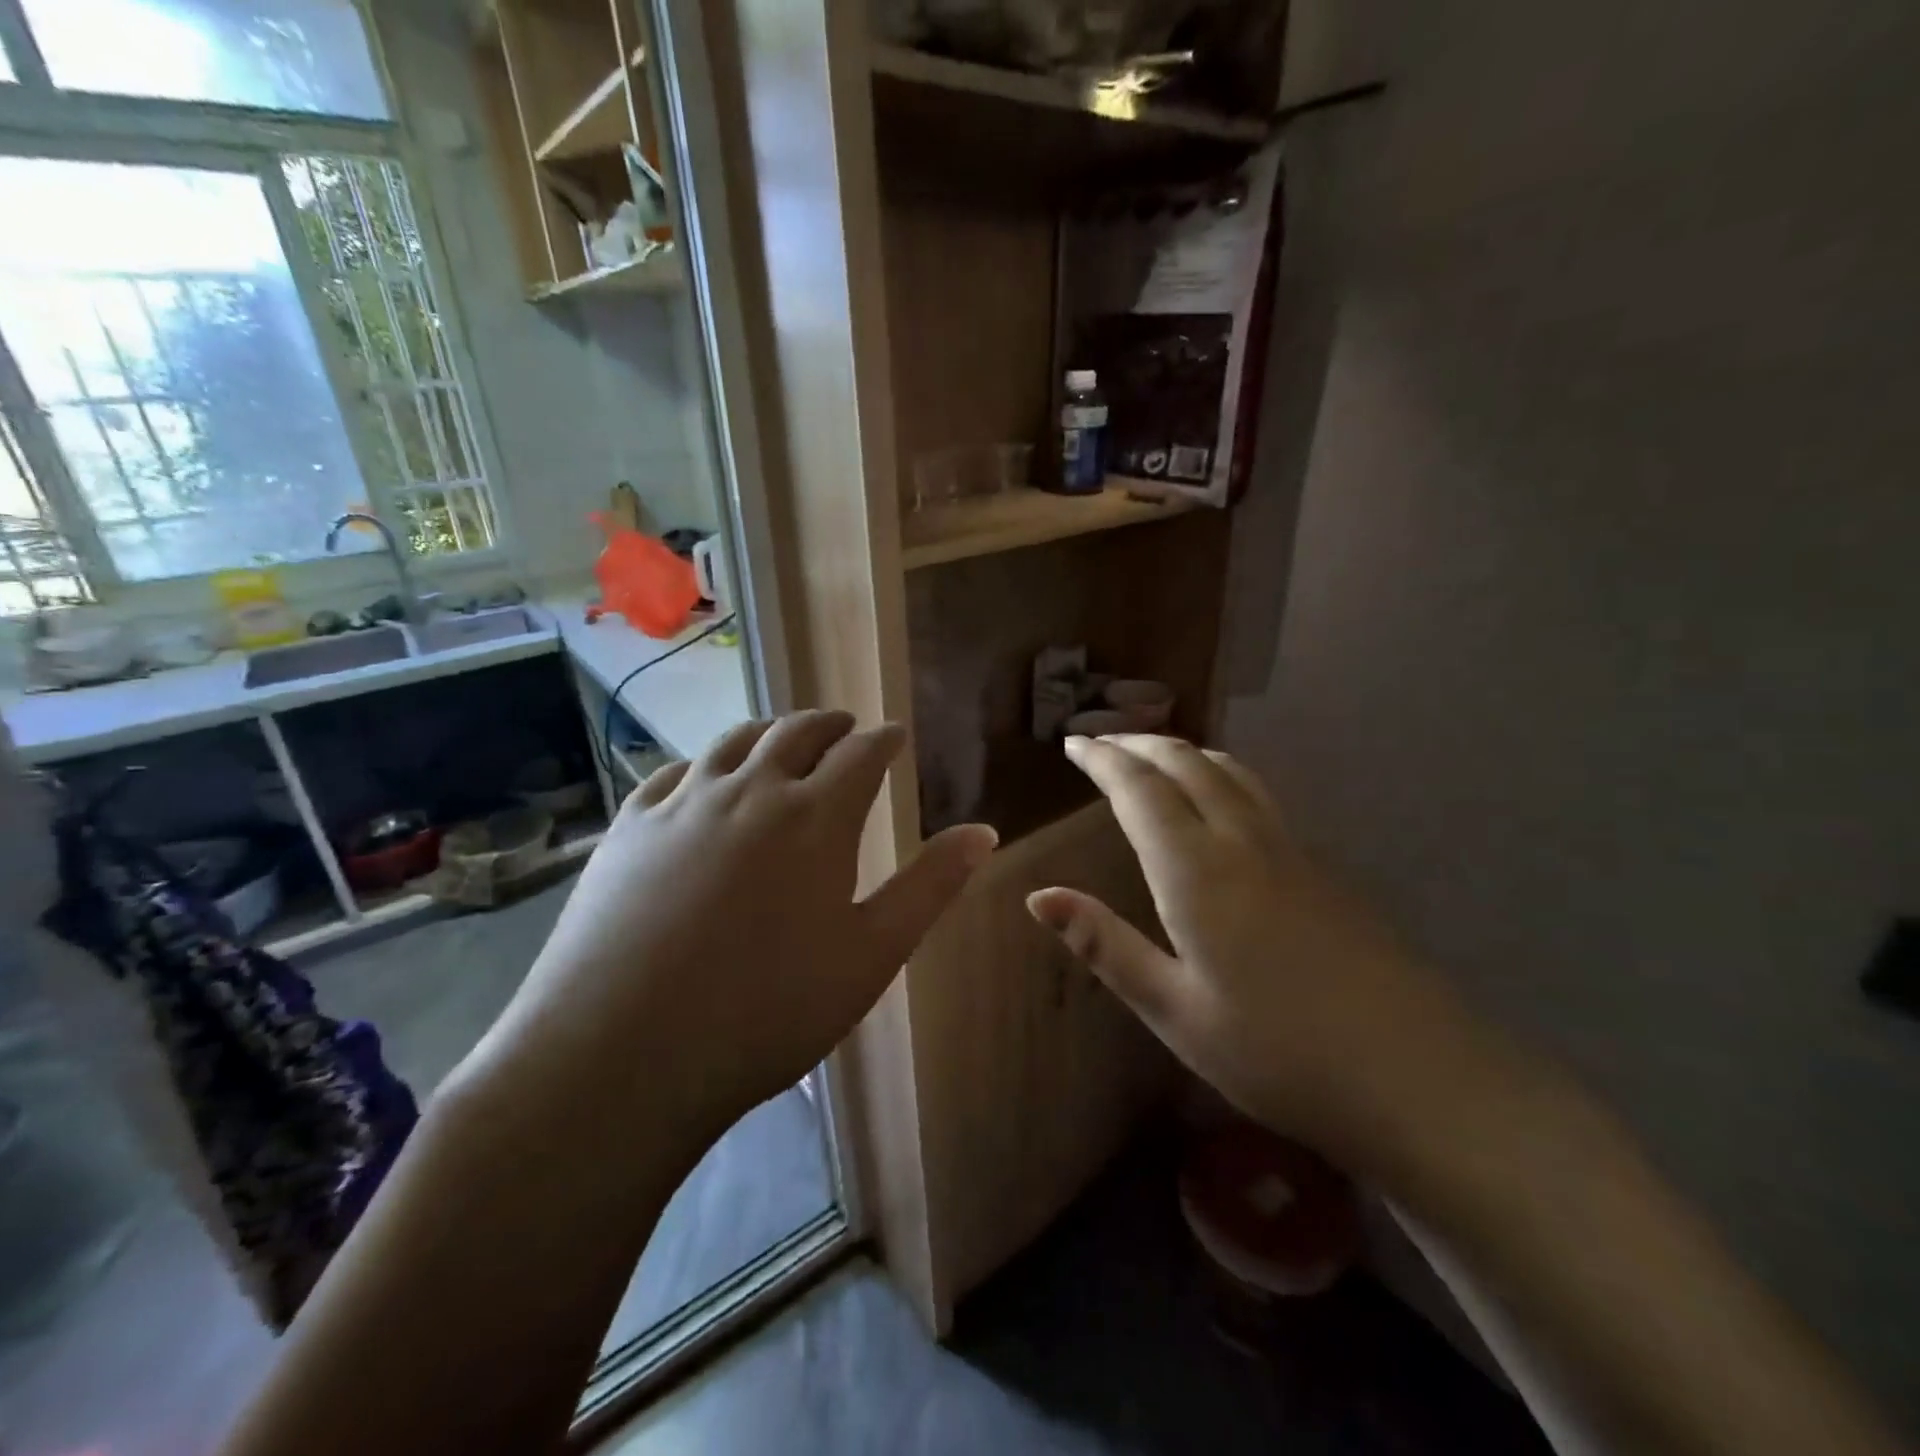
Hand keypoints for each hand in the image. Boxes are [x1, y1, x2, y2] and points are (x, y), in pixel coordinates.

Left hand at [457, 711, 996, 1154]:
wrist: (621, 1055)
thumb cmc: (767, 1010)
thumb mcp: (870, 954)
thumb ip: (930, 886)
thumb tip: (983, 832)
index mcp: (815, 816)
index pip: (861, 753)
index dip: (884, 739)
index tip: (895, 735)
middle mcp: (750, 790)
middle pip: (797, 732)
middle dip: (830, 725)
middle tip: (846, 728)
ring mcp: (683, 803)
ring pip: (734, 741)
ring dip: (769, 731)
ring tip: (783, 738)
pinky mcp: (629, 827)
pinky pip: (674, 771)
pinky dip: (704, 762)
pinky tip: (703, 776)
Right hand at [1028, 734, 1490, 1167]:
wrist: (1418, 1076)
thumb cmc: (1278, 1052)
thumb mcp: (1174, 1010)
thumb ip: (1105, 944)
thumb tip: (1039, 897)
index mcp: (1196, 871)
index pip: (1139, 790)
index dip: (1102, 759)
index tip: (1073, 743)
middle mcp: (1242, 841)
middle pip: (1186, 763)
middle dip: (1137, 744)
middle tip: (1101, 741)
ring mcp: (1290, 849)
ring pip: (1229, 770)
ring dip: (1182, 750)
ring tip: (1152, 753)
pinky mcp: (1321, 867)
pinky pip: (1256, 793)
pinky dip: (1219, 772)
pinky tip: (1218, 797)